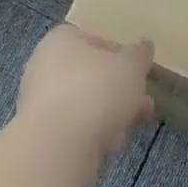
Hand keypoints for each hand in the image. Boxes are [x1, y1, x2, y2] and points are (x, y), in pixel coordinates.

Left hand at [16, 25, 155, 186]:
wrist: (57, 147)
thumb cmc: (96, 91)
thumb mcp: (130, 66)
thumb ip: (140, 54)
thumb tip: (144, 46)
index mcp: (62, 39)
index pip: (95, 39)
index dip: (120, 54)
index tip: (139, 71)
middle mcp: (45, 65)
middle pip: (92, 74)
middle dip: (121, 89)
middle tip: (145, 101)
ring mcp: (41, 101)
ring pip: (86, 103)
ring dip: (113, 113)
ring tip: (138, 123)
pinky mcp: (44, 133)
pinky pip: (77, 127)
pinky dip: (95, 133)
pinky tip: (113, 144)